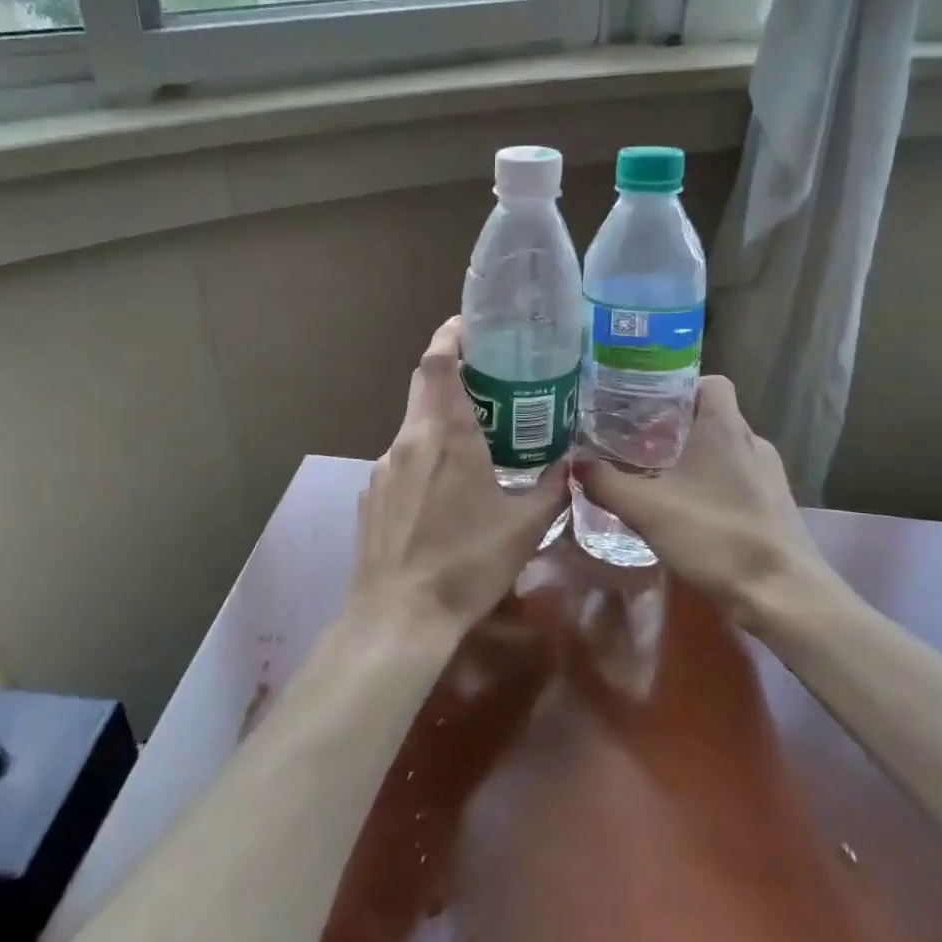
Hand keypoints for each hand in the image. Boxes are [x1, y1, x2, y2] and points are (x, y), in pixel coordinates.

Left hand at [351, 318, 568, 639]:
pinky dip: (424, 455)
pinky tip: (443, 491)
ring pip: (413, 423)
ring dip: (440, 419)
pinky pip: (401, 458)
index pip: (438, 361)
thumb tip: (570, 464)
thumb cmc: (467, 565)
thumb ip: (552, 487)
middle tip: (487, 376)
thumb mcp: (525, 527)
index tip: (472, 325)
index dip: (451, 334)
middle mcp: (409, 439)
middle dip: (451, 370)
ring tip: (473, 441)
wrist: (399, 615)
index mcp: (447, 436)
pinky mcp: (371, 492)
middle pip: (423, 382)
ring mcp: (383, 465)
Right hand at [576, 375, 847, 620]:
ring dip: (693, 459)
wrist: (782, 595)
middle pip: (711, 417)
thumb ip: (605, 482)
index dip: (678, 387)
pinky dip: (711, 486)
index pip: (710, 382)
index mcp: (725, 427)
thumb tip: (575, 463)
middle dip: (674, 426)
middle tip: (636, 442)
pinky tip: (685, 511)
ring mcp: (768, 476)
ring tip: (655, 476)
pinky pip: (736, 480)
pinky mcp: (774, 506)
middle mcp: (752, 442)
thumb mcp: (646, 508)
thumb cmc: (715, 535)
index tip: (645, 404)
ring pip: (724, 451)